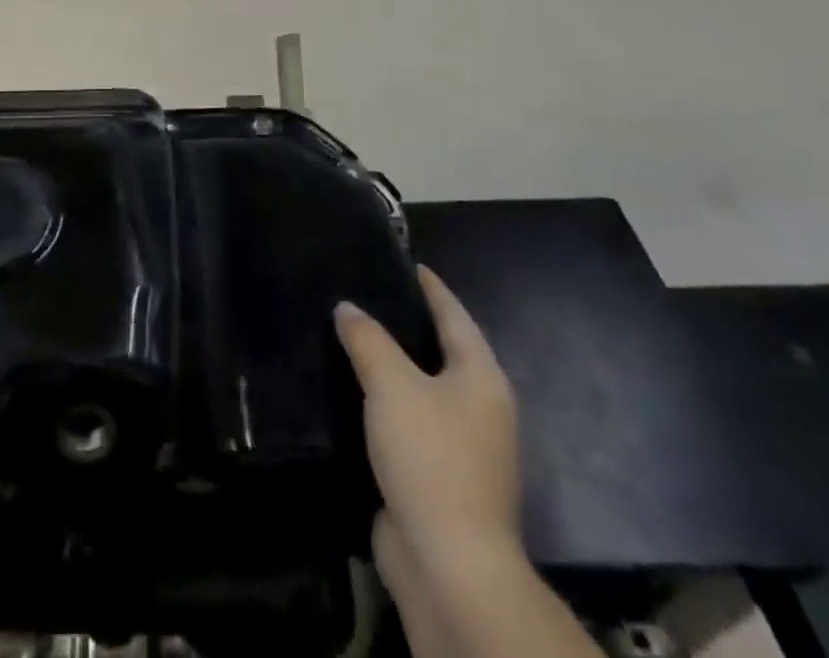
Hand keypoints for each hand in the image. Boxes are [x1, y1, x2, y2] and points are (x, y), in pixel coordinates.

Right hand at [335, 266, 520, 571]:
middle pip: (444, 352)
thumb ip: (367, 339)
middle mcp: (481, 408)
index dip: (432, 289)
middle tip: (370, 297)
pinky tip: (357, 395)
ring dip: (396, 367)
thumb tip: (347, 307)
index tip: (410, 264)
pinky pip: (412, 423)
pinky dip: (388, 404)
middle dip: (412, 326)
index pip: (455, 316)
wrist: (449, 564)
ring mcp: (465, 448)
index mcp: (481, 378)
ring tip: (356, 340)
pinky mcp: (441, 478)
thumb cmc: (430, 457)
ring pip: (426, 390)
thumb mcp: (392, 385)